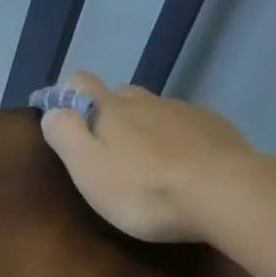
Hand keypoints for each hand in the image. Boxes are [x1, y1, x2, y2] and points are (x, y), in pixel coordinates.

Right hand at [38, 71, 254, 242]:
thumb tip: (52, 111)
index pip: (81, 83)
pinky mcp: (215, 128)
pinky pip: (186, 125)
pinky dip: (175, 138)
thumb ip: (65, 135)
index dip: (66, 94)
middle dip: (107, 111)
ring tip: (143, 158)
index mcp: (111, 110)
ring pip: (155, 109)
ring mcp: (185, 112)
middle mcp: (147, 101)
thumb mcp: (88, 168)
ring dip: (144, 125)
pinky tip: (179, 163)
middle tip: (103, 146)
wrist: (222, 193)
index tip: (59, 115)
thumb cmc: (143, 189)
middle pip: (121, 94)